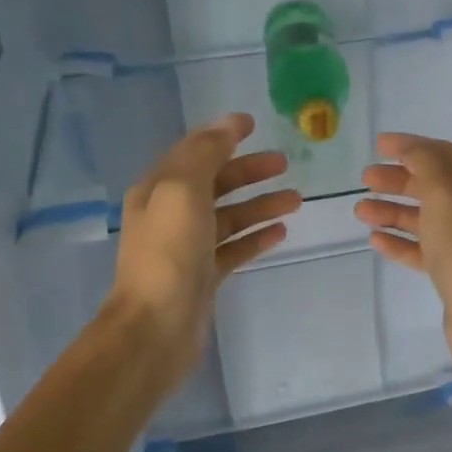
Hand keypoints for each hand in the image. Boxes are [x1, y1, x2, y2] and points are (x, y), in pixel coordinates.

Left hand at [104, 114, 299, 380]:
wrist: (155, 327)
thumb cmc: (169, 253)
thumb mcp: (183, 190)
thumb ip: (206, 153)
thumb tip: (228, 124)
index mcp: (158, 189)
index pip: (193, 152)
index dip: (222, 136)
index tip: (254, 124)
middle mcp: (170, 214)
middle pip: (215, 183)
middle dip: (248, 171)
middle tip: (284, 164)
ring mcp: (187, 248)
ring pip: (229, 217)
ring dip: (260, 205)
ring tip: (296, 200)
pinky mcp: (204, 276)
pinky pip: (234, 249)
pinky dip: (255, 238)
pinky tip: (280, 232)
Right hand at [355, 133, 451, 377]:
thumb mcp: (446, 192)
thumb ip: (425, 162)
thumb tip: (409, 148)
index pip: (447, 155)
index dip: (412, 147)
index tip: (378, 145)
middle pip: (434, 186)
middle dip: (398, 181)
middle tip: (365, 179)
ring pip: (427, 219)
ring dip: (393, 212)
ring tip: (360, 211)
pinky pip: (425, 250)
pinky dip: (401, 242)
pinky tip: (375, 240)